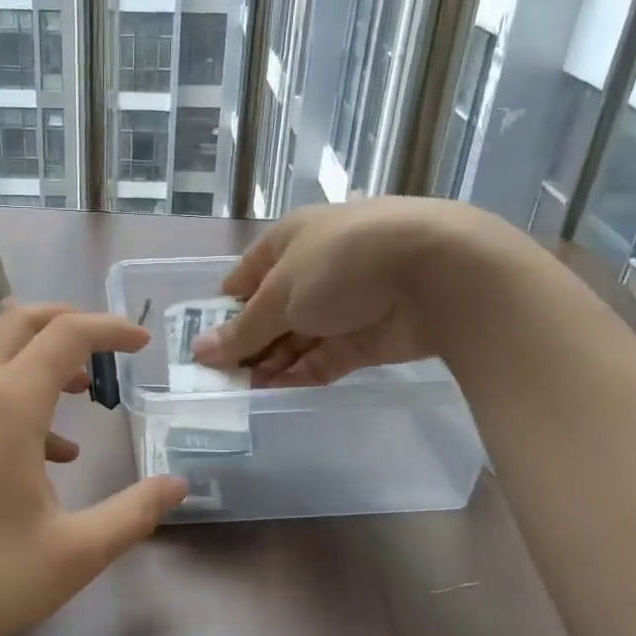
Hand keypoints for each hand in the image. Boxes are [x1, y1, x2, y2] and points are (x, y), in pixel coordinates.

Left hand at [0, 304, 187, 635]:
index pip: (66, 333)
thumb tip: (177, 486)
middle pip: (22, 321)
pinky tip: (47, 453)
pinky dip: (19, 392)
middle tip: (109, 347)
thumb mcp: (73, 553)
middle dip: (70, 321)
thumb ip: (133, 513)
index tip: (144, 343)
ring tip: (84, 393)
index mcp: (8, 404)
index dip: (111, 328)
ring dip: (43, 357)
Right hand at [193, 197, 459, 386]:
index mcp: (288, 242)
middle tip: (217, 380)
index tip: (202, 346)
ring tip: (237, 392)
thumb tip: (199, 351)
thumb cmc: (341, 264)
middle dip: (245, 344)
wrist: (436, 273)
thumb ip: (242, 330)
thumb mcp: (280, 294)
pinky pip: (322, 359)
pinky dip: (299, 374)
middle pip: (270, 313)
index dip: (222, 311)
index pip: (244, 279)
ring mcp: (342, 306)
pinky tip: (272, 393)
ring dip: (269, 364)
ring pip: (295, 339)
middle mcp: (313, 271)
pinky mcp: (365, 338)